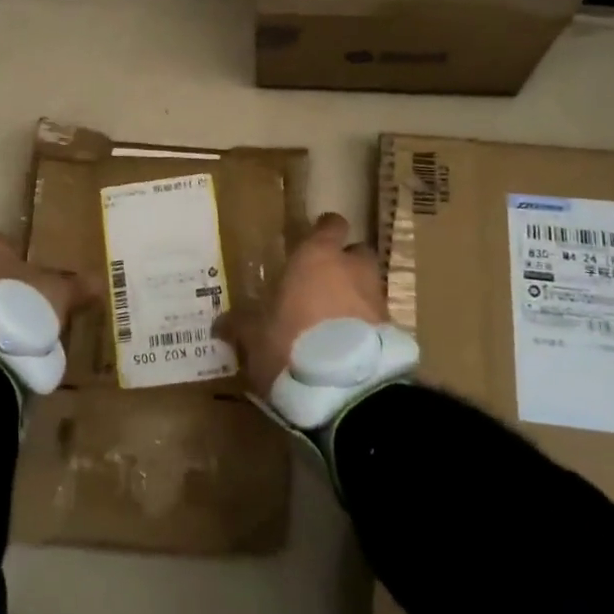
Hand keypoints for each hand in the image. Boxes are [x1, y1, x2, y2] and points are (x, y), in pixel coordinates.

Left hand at [0, 230, 99, 327]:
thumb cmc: (21, 302)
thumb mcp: (59, 292)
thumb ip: (77, 286)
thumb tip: (99, 282)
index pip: (0, 242)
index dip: (18, 257)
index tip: (35, 275)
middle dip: (4, 286)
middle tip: (29, 304)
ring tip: (17, 331)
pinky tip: (2, 349)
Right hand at [215, 212, 387, 398]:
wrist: (348, 388)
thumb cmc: (292, 344)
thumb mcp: (255, 337)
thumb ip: (241, 325)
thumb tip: (221, 322)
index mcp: (317, 257)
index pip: (331, 225)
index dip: (323, 231)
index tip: (313, 239)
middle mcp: (352, 269)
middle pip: (356, 252)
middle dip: (344, 264)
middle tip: (322, 282)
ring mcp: (376, 298)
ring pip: (368, 285)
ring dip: (355, 296)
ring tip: (333, 320)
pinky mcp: (393, 330)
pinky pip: (376, 318)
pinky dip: (364, 325)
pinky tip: (347, 346)